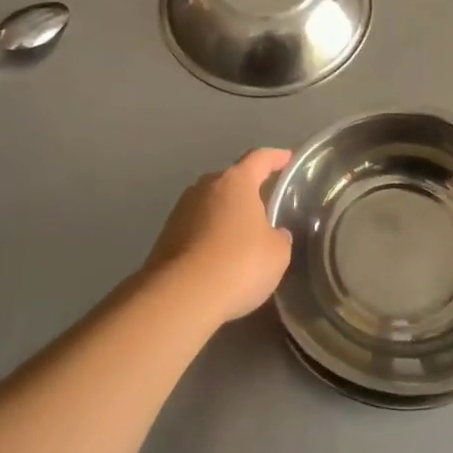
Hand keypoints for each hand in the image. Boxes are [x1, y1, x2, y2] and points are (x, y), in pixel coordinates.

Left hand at [143, 147, 294, 324]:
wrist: (181, 295)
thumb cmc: (239, 263)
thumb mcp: (277, 253)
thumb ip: (278, 237)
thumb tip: (272, 234)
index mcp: (236, 182)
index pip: (259, 159)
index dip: (275, 157)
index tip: (287, 158)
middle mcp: (205, 187)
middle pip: (231, 181)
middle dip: (247, 191)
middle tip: (264, 206)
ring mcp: (181, 211)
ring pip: (211, 206)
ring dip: (225, 216)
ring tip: (242, 237)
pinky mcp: (165, 236)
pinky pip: (196, 229)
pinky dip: (209, 238)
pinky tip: (219, 259)